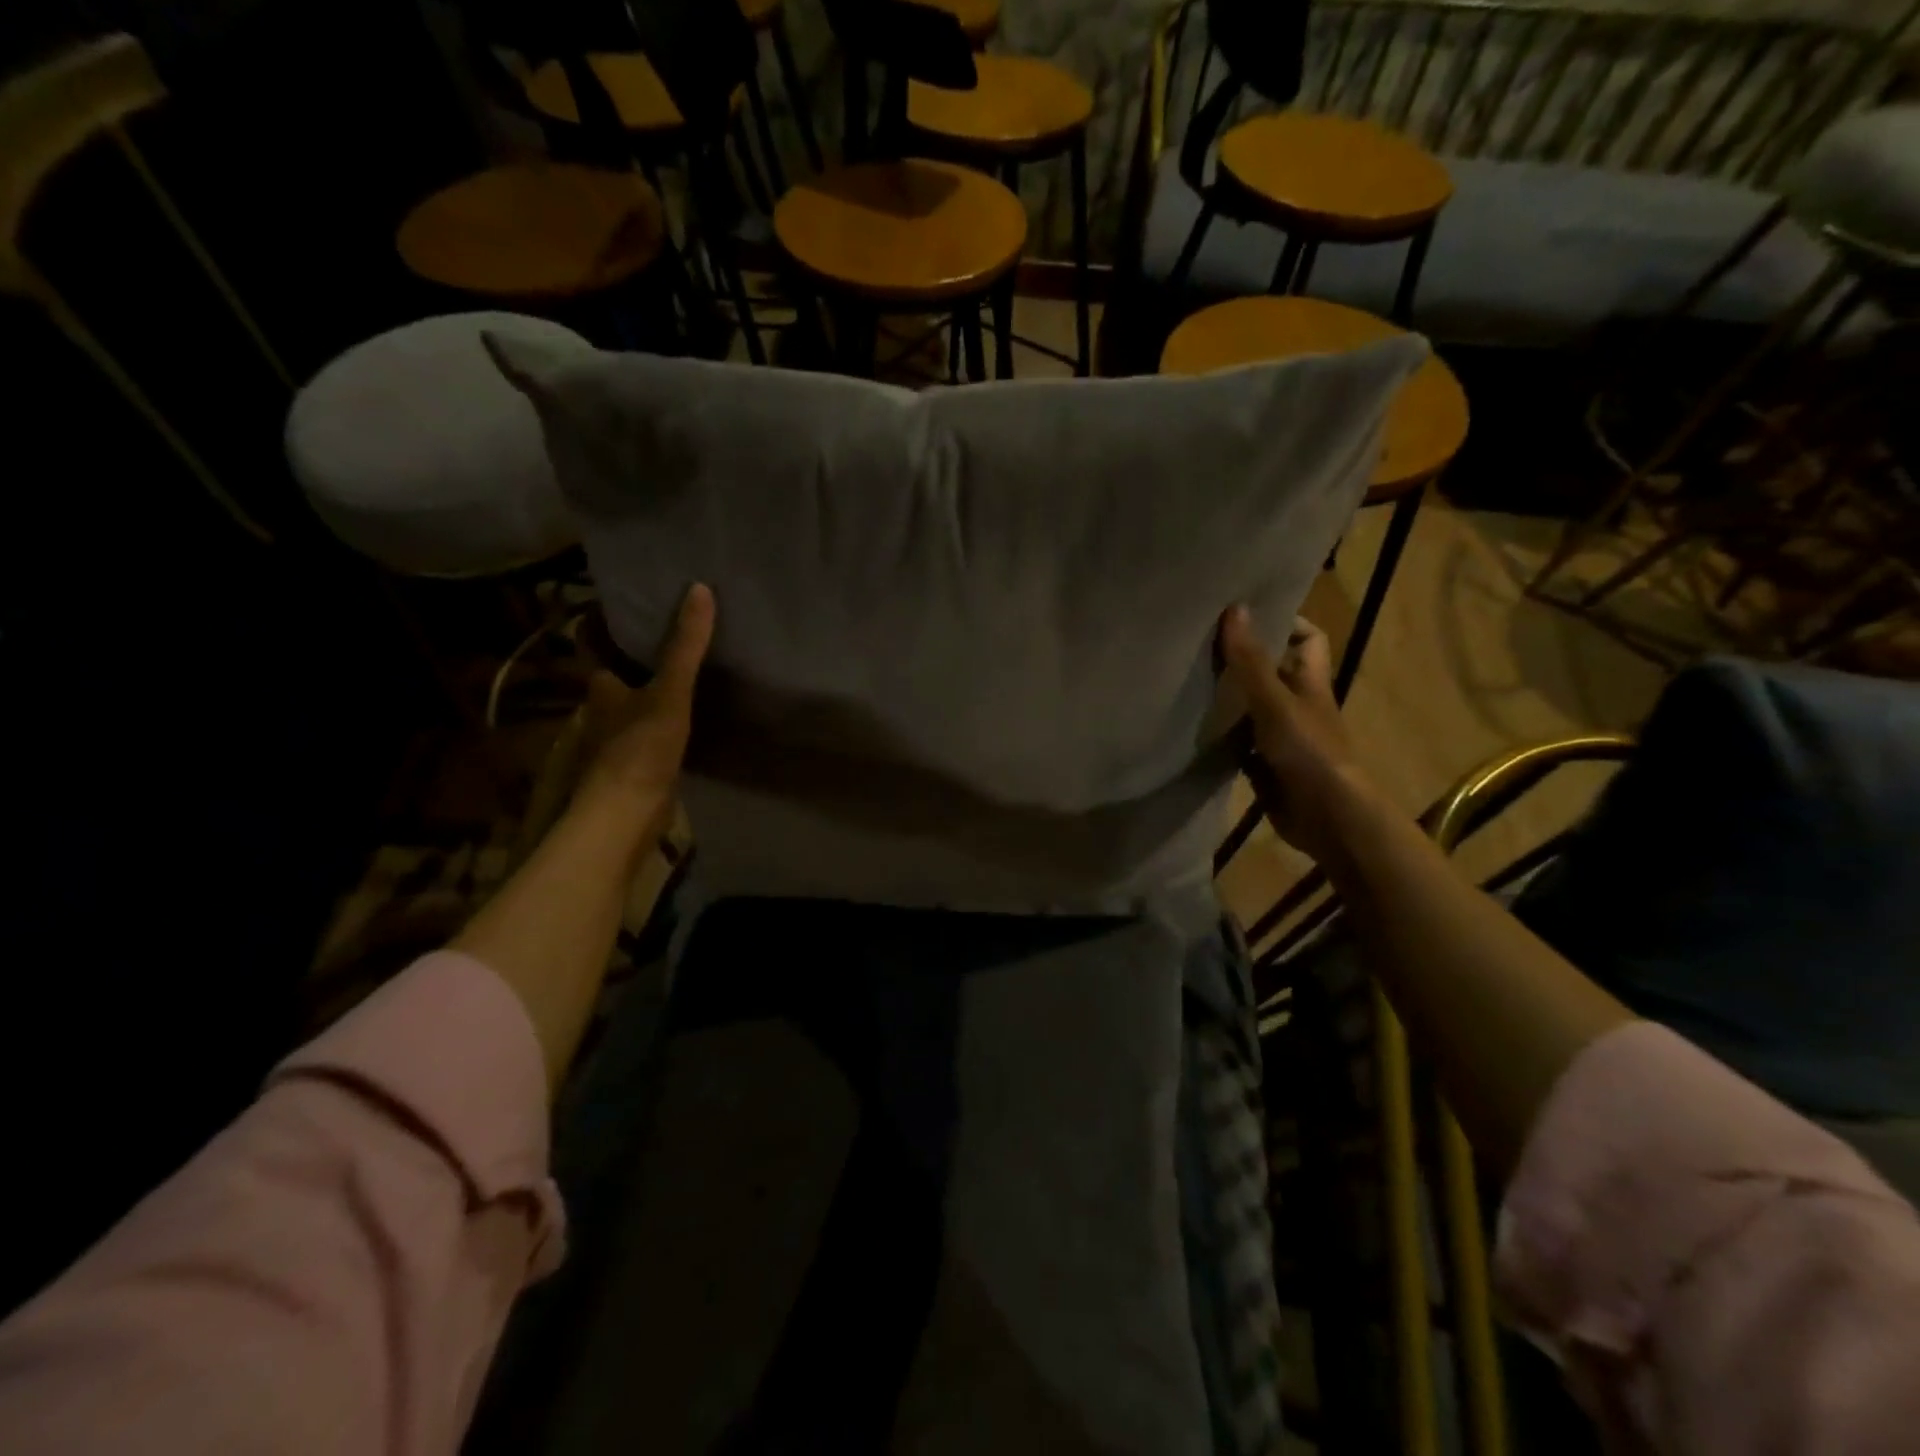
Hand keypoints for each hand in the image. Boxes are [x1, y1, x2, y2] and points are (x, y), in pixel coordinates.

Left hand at [577, 583, 715, 836]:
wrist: (628, 814)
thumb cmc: (640, 747)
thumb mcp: (669, 691)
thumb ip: (684, 646)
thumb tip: (700, 590)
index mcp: (602, 689)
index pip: (600, 650)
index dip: (612, 631)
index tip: (638, 612)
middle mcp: (603, 713)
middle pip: (620, 680)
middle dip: (640, 664)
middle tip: (676, 640)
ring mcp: (618, 743)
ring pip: (636, 709)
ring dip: (655, 696)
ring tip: (691, 676)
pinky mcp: (637, 769)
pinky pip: (653, 736)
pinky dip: (667, 726)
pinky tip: (693, 722)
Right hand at [1218, 605, 1373, 862]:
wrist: (1326, 816)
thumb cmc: (1308, 750)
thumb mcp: (1275, 701)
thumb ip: (1252, 661)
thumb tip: (1235, 608)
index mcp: (1310, 682)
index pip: (1308, 639)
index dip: (1285, 623)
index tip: (1246, 615)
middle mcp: (1298, 705)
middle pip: (1273, 672)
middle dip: (1243, 660)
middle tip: (1202, 645)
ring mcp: (1283, 738)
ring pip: (1252, 709)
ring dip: (1228, 700)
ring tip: (1188, 680)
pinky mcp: (1266, 765)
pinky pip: (1240, 744)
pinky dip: (1222, 738)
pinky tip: (1194, 730)